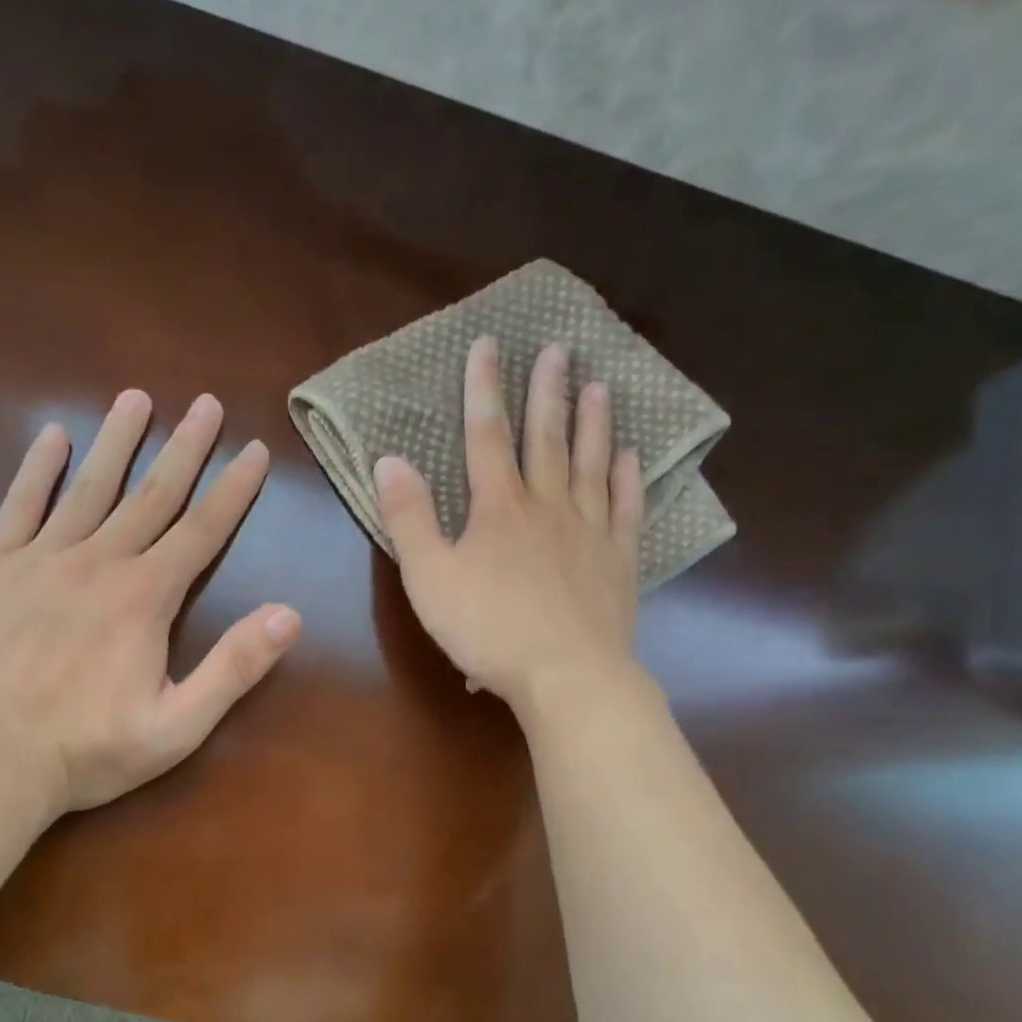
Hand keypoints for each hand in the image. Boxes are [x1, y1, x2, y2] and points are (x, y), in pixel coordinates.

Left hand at [0, 390, 300, 817]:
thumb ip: (235, 667)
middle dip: (185, 447)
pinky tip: (52, 436)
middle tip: (206, 403)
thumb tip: (291, 615)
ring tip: (137, 397)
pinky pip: (19, 506)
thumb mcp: (179, 726)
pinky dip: (37, 469)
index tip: (255, 449)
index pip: (203, 530)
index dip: (234, 488)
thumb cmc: (87, 750)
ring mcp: (42, 559)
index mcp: (147, 597)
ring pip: (90, 486)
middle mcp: (101, 562)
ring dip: (118, 441)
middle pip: (153, 494)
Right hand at [374, 336, 643, 710]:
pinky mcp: (619, 562)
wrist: (567, 676)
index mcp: (498, 508)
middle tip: (559, 348)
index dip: (483, 389)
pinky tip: (632, 459)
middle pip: (546, 439)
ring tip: (599, 386)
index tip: (487, 345)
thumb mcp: (429, 577)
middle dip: (548, 392)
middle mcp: (548, 507)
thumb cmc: (489, 629)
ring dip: (594, 424)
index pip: (486, 435)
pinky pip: (626, 510)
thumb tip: (389, 460)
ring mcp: (589, 532)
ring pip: (592, 466)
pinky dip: (629, 481)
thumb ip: (408, 517)